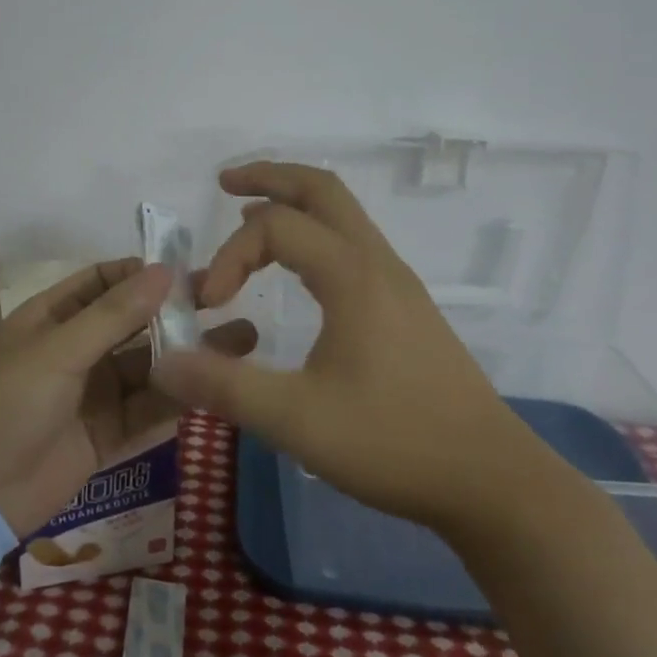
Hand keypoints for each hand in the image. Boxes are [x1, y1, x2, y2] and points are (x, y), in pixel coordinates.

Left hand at [0, 258, 256, 537]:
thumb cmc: (5, 402)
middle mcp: (77, 349)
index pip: (105, 281)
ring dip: (188, 357)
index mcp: (54, 316)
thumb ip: (114, 314)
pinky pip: (147, 411)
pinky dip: (177, 400)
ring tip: (241, 343)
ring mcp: (92, 394)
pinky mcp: (105, 436)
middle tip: (228, 304)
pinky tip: (215, 387)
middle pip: (135, 324)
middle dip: (177, 314)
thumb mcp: (58, 350)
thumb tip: (164, 271)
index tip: (191, 272)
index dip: (144, 274)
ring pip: (149, 368)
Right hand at [153, 162, 532, 534]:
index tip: (209, 304)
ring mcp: (397, 282)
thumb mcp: (298, 420)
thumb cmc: (395, 443)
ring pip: (342, 214)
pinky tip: (298, 270)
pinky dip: (315, 233)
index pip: (274, 228)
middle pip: (321, 189)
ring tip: (251, 216)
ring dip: (294, 204)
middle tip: (225, 184)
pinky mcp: (406, 307)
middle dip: (269, 176)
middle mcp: (377, 263)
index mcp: (352, 275)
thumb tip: (163, 362)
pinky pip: (353, 243)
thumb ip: (225, 388)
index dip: (230, 255)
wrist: (493, 480)